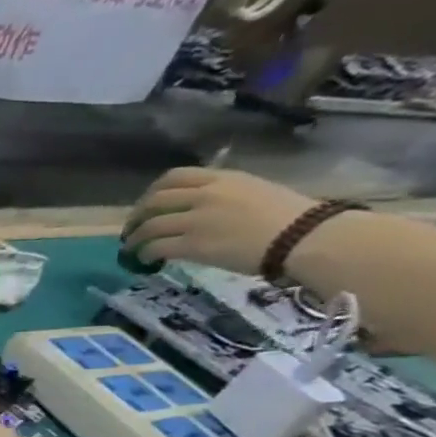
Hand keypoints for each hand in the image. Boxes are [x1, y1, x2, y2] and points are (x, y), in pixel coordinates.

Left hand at [122, 168, 313, 273]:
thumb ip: (224, 193)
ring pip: (149, 226)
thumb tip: (201, 203)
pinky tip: (146, 260)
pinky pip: (156, 247)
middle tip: (133, 228)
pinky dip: (144, 253)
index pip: (175, 176)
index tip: (147, 204)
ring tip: (131, 248)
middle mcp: (206, 195)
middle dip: (138, 215)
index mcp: (223, 178)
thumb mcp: (256, 190)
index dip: (153, 191)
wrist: (303, 237)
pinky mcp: (193, 244)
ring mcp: (197, 220)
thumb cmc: (291, 216)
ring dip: (135, 238)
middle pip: (155, 200)